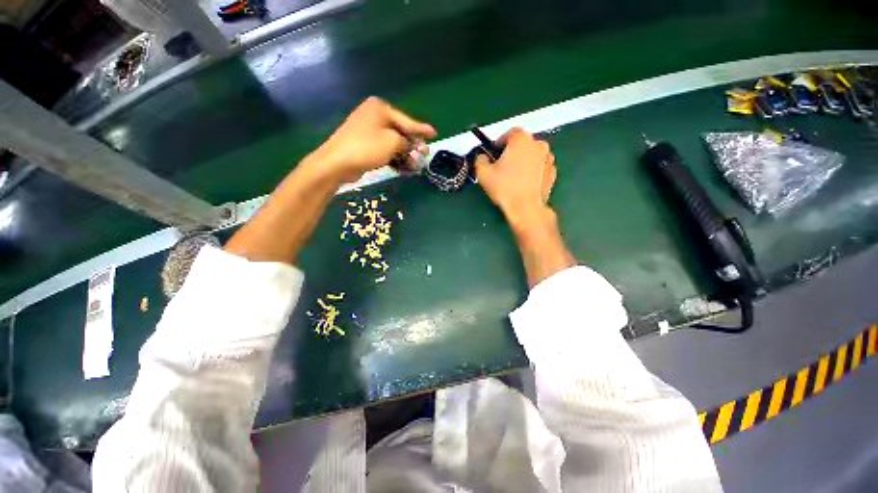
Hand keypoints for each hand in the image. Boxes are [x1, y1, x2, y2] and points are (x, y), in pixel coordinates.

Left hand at [307, 97, 435, 182]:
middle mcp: (374, 116)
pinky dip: (394, 159)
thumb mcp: (393, 142)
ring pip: (393, 143)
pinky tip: (402, 169)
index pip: (406, 120)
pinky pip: (385, 150)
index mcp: (380, 109)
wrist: (337, 162)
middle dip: (413, 146)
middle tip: (424, 155)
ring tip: (414, 167)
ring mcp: (368, 131)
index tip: (434, 133)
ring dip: (404, 156)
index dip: (421, 129)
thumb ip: (407, 142)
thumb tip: (414, 146)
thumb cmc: (367, 147)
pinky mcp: (365, 145)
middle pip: (400, 132)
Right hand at [475, 128, 556, 228]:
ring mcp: (548, 158)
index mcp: (521, 139)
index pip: (509, 133)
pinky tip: (523, 183)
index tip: (493, 154)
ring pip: (531, 155)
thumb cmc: (504, 188)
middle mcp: (538, 144)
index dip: (499, 143)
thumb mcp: (483, 173)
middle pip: (522, 144)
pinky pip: (539, 167)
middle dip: (511, 152)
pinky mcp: (553, 172)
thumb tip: (482, 157)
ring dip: (523, 161)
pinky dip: (532, 171)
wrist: (526, 208)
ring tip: (513, 176)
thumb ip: (480, 159)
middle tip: (501, 166)